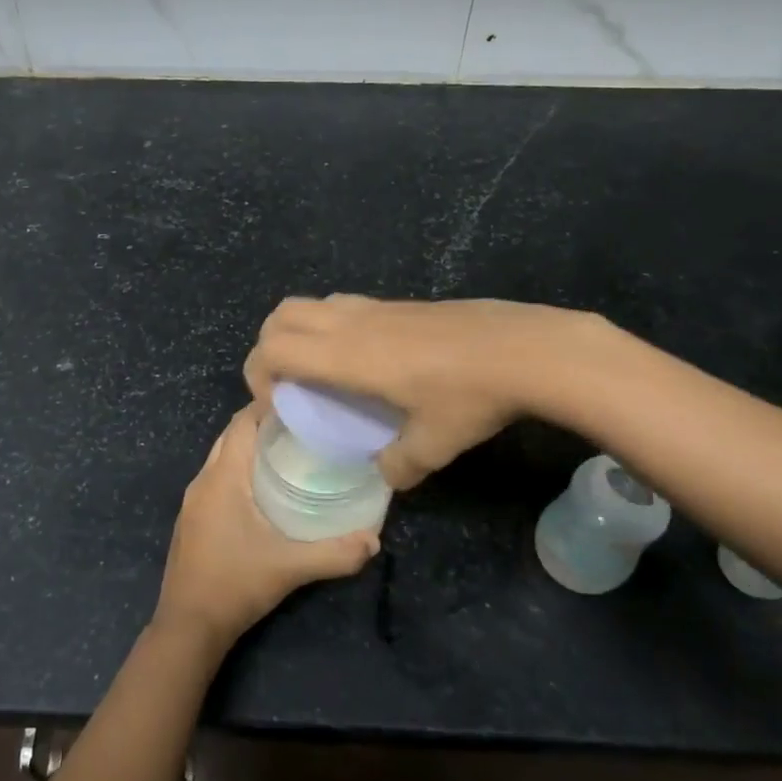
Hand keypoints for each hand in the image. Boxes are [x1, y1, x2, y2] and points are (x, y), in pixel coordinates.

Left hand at [153, 406, 380, 651]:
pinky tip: (265, 488)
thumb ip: (334, 554)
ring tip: (290, 451)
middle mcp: (203, 480)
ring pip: (222, 457)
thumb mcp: (289, 568)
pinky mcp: (192, 518)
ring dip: (250, 448)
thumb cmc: (235, 586)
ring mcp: (193, 500)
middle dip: (263, 424)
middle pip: (232, 436)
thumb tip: (375, 540)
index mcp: (222, 478)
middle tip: (304, 426)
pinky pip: (216, 478)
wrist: (187, 627)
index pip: (242, 422)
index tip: (302, 402)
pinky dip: (239, 469)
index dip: (268, 405)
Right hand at [244, 295, 578, 489]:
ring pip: (313, 304)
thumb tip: (386, 476)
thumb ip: (399, 465)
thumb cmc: (469, 396)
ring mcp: (376, 308)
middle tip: (285, 383)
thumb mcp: (432, 445)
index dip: (257, 374)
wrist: (524, 348)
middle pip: (282, 315)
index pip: (274, 349)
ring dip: (299, 331)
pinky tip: (363, 360)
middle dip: (268, 345)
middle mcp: (351, 323)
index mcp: (346, 356)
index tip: (274, 405)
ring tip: (318, 370)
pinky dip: (330, 327)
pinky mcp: (400, 303)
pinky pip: (344, 306)